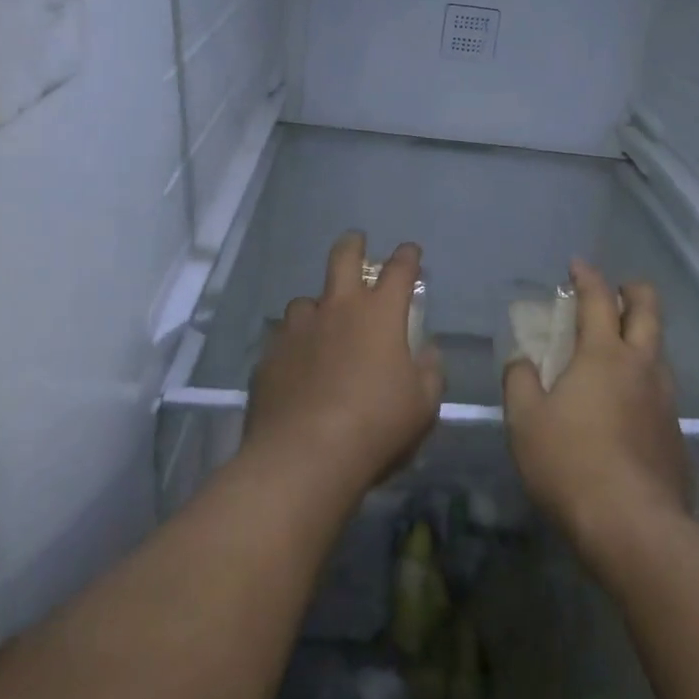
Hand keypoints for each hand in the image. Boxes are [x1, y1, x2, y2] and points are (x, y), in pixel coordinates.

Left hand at [244, 232, 444, 500]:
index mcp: (380, 314)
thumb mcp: (423, 404)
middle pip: (344, 258)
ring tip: (321, 323)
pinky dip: (294, 345)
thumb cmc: (376, 426)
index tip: (411, 252)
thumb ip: (429, 371)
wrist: (304, 457)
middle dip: (353, 245)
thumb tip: (427, 351)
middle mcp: (338, 309)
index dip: (407, 257)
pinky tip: (297, 366)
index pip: (399, 269)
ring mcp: (298, 330)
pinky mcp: (269, 356)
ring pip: (306, 301)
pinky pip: (283, 339)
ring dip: (318, 306)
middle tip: (356, 242)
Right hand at [503, 261, 691, 568]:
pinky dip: (644, 382)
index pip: (598, 299)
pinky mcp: (676, 434)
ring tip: (618, 350)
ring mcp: (666, 400)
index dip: (587, 276)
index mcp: (604, 354)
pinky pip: (661, 392)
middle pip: (648, 310)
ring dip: (641, 337)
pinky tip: (626, 407)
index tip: (577, 265)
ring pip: (659, 351)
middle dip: (633, 291)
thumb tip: (522, 360)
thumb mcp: (525, 421)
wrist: (633, 527)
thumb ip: (520, 382)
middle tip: (616, 291)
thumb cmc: (570, 464)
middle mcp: (642, 366)